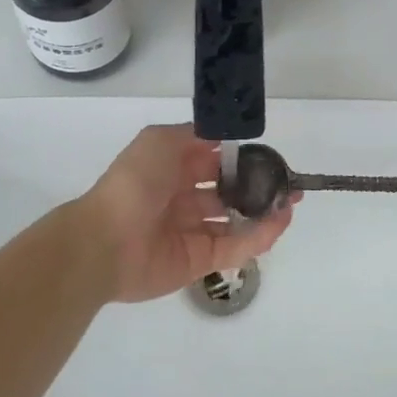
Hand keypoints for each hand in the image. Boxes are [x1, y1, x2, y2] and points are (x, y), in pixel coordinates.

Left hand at [75, 125, 296, 303]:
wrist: (106, 241)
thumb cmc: (134, 183)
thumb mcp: (160, 140)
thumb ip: (194, 134)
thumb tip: (224, 136)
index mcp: (172, 170)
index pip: (215, 162)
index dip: (241, 158)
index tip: (268, 156)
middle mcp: (183, 200)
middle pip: (228, 193)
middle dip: (258, 187)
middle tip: (287, 184)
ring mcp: (192, 232)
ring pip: (235, 222)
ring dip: (263, 212)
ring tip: (289, 204)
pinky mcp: (199, 261)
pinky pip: (234, 248)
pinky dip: (258, 237)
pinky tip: (279, 223)